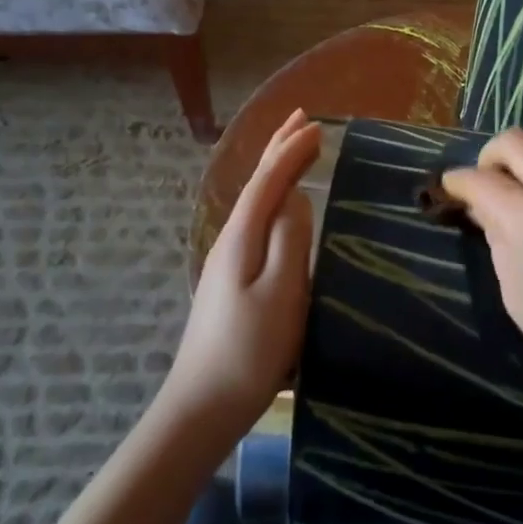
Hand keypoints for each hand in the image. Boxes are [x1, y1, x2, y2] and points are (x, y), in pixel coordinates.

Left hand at [165, 109, 321, 432]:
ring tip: (294, 150)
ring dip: (275, 170)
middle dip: (278, 149)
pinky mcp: (233, 280)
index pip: (268, 180)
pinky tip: (280, 207)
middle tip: (301, 118)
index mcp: (242, 236)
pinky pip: (256, 221)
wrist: (203, 405)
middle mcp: (231, 239)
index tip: (318, 125)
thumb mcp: (281, 291)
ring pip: (255, 201)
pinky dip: (272, 198)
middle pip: (256, 183)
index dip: (292, 150)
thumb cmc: (250, 349)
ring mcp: (228, 261)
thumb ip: (289, 238)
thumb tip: (295, 196)